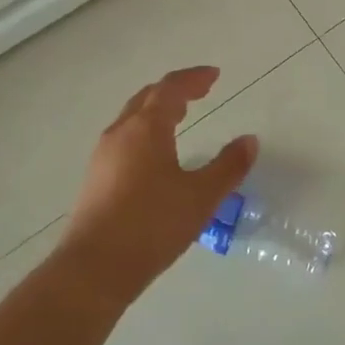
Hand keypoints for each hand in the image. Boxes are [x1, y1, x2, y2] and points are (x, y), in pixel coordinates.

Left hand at [58, 66, 258, 305]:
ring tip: (179, 117)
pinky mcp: (95, 178)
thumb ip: (228, 166)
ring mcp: (103, 156)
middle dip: (174, 90)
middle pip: (147, 97)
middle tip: (199, 92)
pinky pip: (124, 138)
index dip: (193, 78)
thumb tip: (250, 140)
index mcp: (146, 128)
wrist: (94, 269)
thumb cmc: (152, 225)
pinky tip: (155, 154)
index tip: (214, 75)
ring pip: (132, 118)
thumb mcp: (201, 197)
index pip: (170, 89)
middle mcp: (121, 133)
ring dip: (157, 110)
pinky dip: (145, 131)